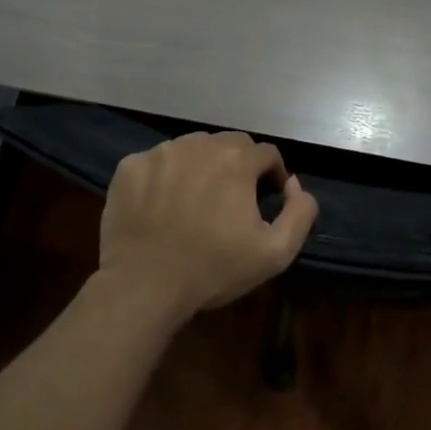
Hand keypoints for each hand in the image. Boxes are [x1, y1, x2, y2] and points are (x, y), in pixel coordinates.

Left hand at [98, 131, 319, 322]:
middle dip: (239, 165)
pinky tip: (163, 205)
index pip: (266, 153)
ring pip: (192, 148)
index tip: (266, 200)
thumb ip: (300, 213)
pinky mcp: (130, 167)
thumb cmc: (214, 269)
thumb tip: (295, 185)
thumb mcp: (276, 253)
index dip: (272, 175)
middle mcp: (198, 145)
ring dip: (202, 166)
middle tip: (233, 200)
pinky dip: (166, 176)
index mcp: (236, 160)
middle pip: (229, 144)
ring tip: (197, 200)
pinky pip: (157, 162)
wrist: (144, 285)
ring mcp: (160, 153)